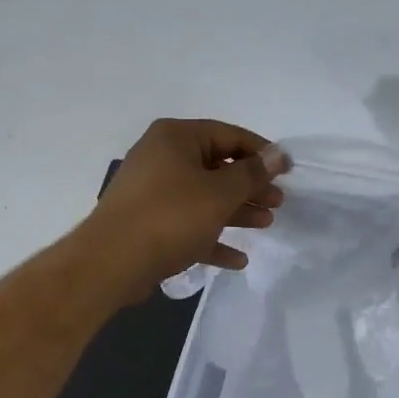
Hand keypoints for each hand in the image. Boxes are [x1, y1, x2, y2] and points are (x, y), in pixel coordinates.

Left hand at [86, 118, 287, 295]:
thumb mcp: (219, 193)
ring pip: (204, 197)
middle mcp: (161, 157)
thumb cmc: (170, 216)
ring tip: (265, 225)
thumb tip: (278, 154)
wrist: (111, 262)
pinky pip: (188, 225)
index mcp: (176, 138)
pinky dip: (212, 237)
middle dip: (250, 186)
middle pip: (217, 167)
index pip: (228, 135)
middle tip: (278, 202)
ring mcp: (152, 192)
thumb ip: (252, 173)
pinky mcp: (148, 224)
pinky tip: (238, 259)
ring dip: (236, 212)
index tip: (287, 171)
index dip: (261, 152)